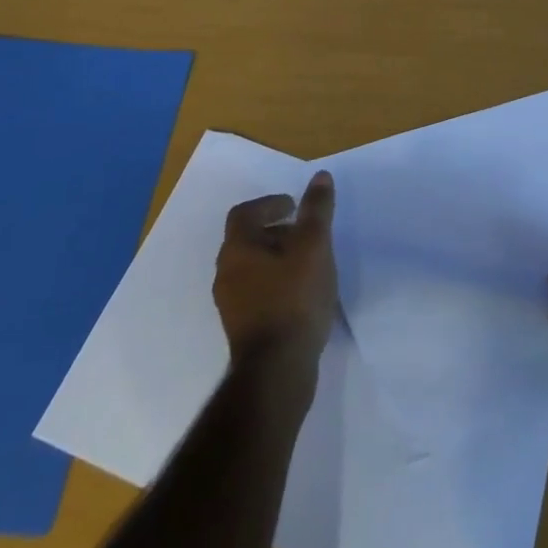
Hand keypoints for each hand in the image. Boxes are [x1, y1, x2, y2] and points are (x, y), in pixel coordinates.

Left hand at [214, 171, 337, 381]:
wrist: (277, 371)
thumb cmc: (294, 299)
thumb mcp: (313, 246)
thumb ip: (316, 210)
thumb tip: (320, 176)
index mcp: (237, 249)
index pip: (244, 213)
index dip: (268, 204)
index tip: (293, 207)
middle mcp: (226, 273)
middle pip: (248, 240)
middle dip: (276, 232)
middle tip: (305, 233)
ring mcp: (231, 304)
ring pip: (252, 268)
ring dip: (277, 259)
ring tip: (308, 263)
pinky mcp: (242, 329)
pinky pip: (257, 293)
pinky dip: (276, 283)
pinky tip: (301, 295)